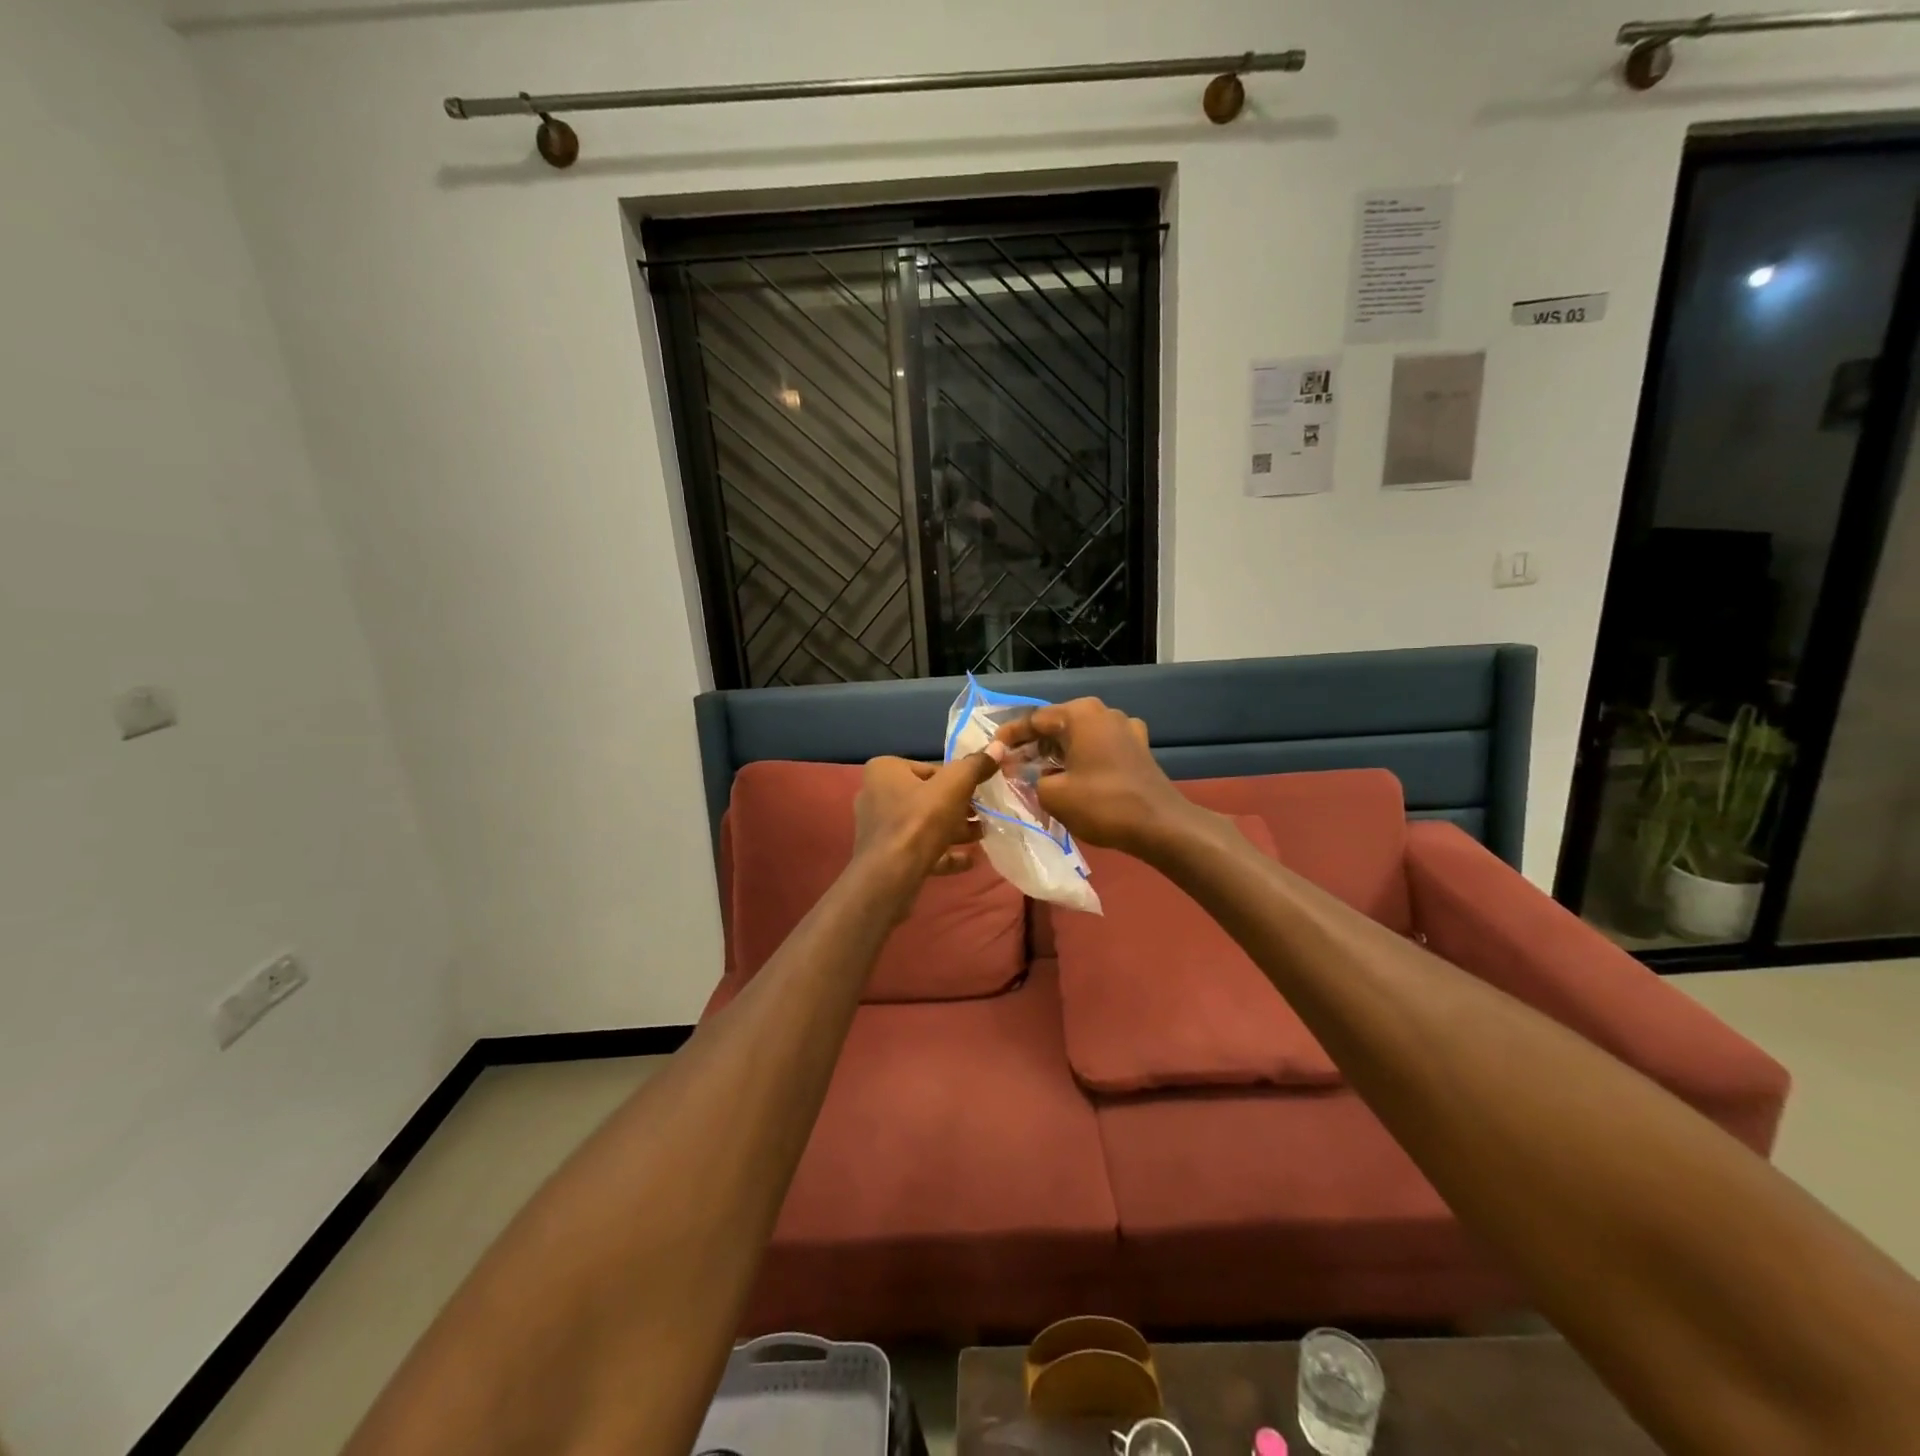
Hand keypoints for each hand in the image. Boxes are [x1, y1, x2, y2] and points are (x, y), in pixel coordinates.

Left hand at [852, 748, 1003, 894]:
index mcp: (884, 770)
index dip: (958, 780)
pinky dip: (943, 853)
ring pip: (924, 824)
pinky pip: (919, 849)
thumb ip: (975, 766)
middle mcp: (875, 795)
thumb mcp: (954, 786)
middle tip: (985, 814)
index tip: (980, 791)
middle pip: (928, 797)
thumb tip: (998, 746)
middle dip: (958, 807)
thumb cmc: (920, 821)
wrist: (890, 876)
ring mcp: (879, 828)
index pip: (930, 769)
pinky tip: (969, 860)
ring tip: (982, 835)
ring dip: (954, 830)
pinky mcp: (885, 856)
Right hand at [994, 698, 1194, 855]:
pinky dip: (1082, 757)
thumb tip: (1026, 774)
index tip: (992, 750)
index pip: (1034, 720)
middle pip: (1057, 725)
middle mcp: (1103, 712)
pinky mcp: (1138, 747)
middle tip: (1011, 764)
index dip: (1009, 736)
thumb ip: (1030, 779)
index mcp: (1080, 714)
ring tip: (1036, 772)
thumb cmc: (1102, 804)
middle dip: (1033, 745)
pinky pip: (1100, 747)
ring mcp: (1125, 727)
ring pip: (1079, 736)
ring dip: (1057, 752)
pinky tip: (1073, 775)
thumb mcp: (1052, 795)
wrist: (1160, 825)